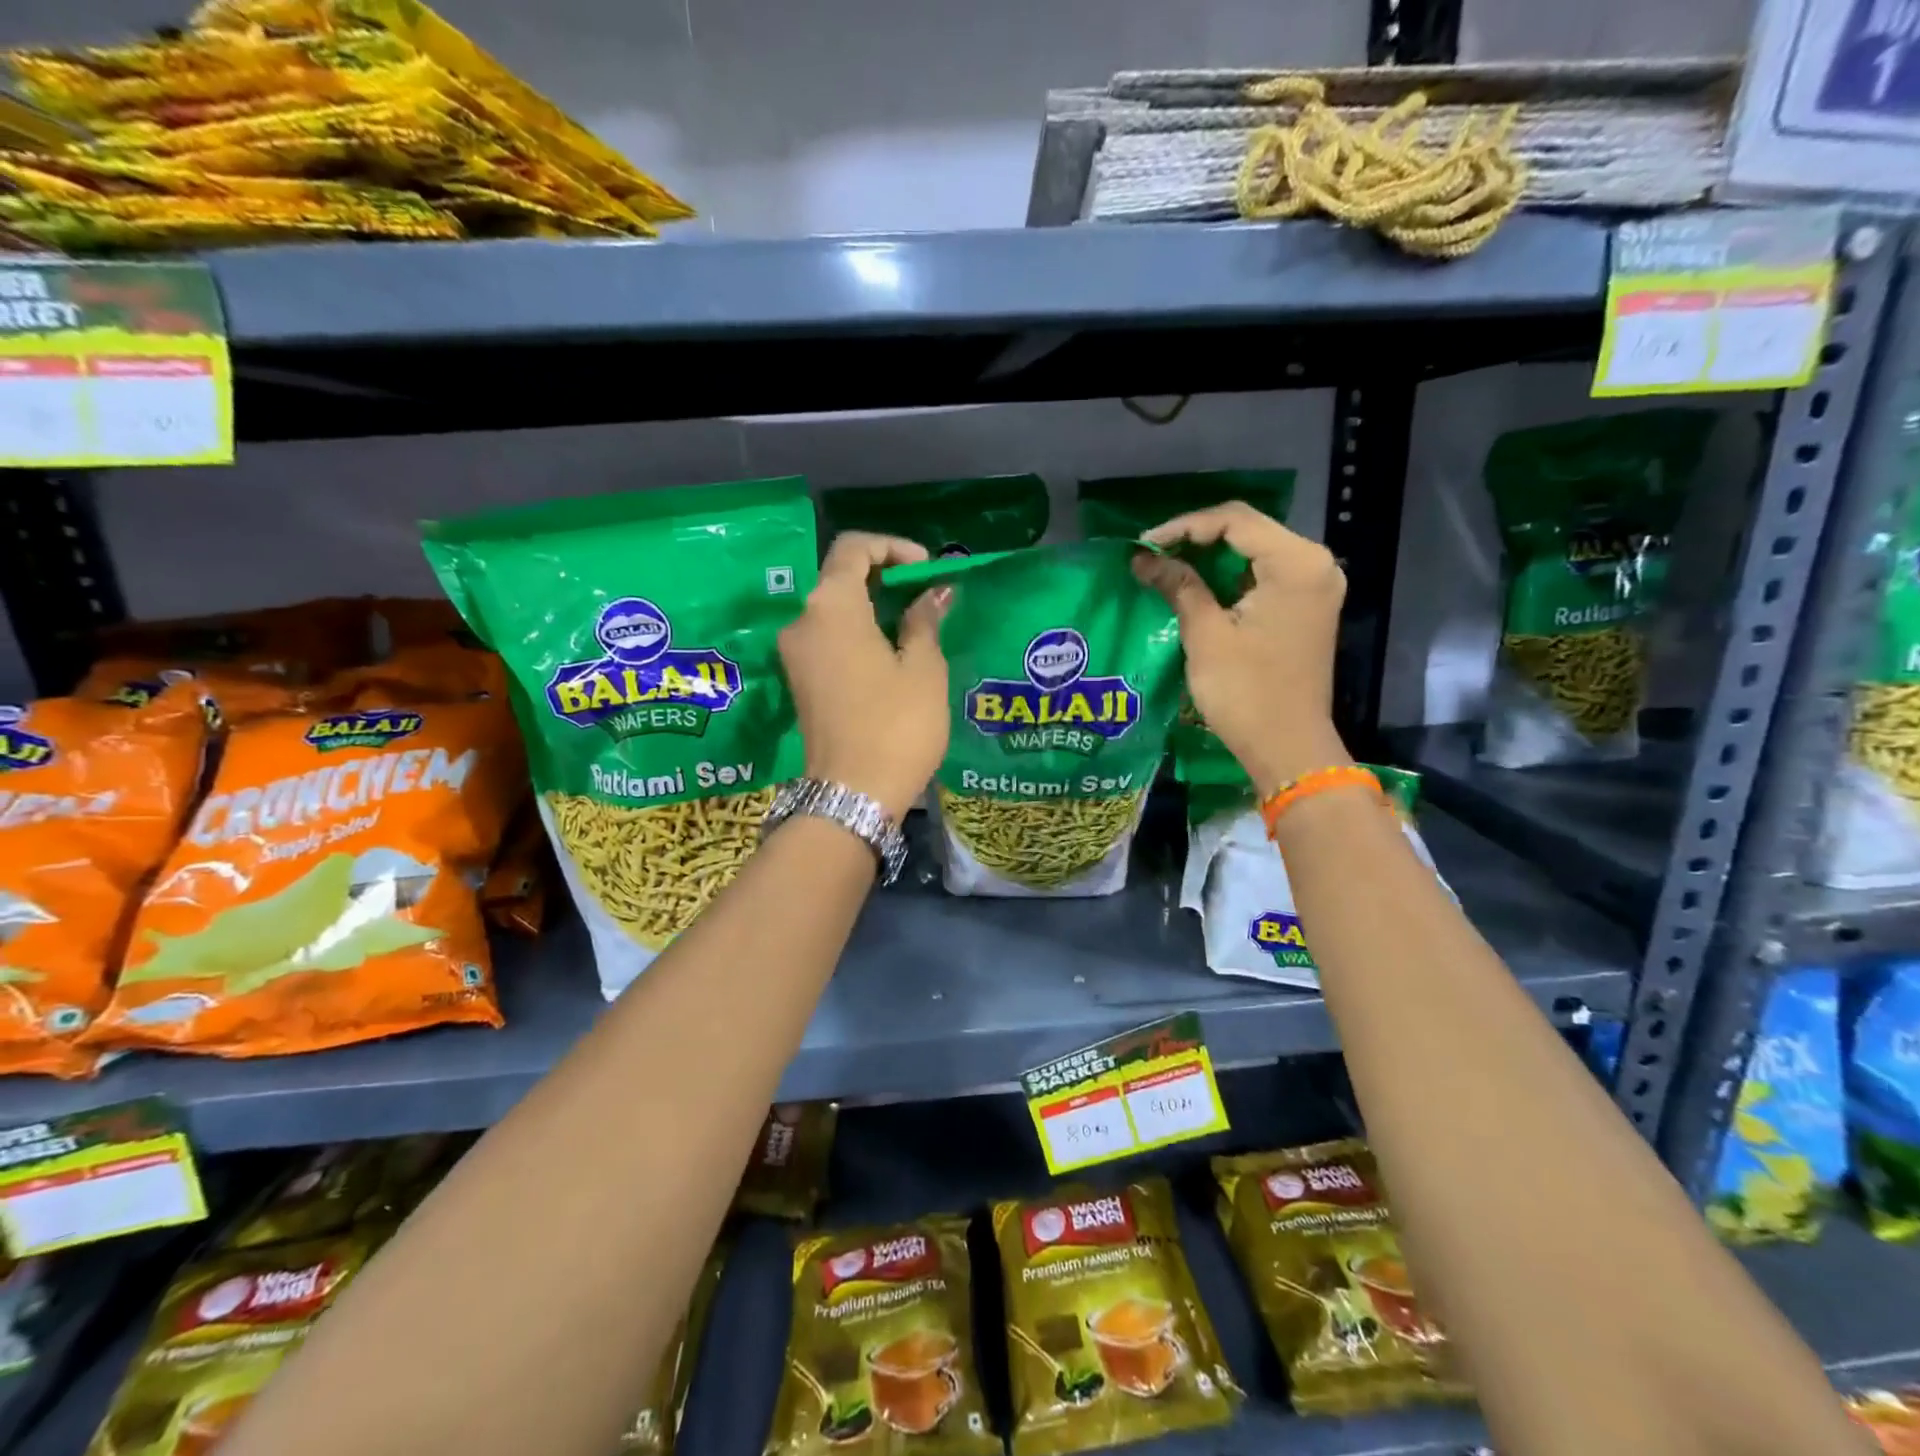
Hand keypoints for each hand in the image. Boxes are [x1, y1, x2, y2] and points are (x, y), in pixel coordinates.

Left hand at [779, 531, 951, 819]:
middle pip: (840, 577)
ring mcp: (795, 654)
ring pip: (834, 609)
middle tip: (927, 595)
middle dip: (885, 576)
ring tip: (916, 624)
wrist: (853, 794)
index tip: (926, 569)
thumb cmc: (896, 725)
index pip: (853, 547)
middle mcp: (802, 621)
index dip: (893, 547)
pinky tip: (892, 652)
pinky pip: (828, 638)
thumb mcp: (923, 668)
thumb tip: (933, 593)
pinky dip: (858, 632)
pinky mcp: (799, 682)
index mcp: (830, 606)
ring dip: (873, 606)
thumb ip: (924, 620)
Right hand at [1131, 502, 1350, 796]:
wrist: (1287, 747)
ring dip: (1211, 556)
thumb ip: (1179, 586)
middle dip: (1196, 538)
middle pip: (1248, 530)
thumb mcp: (1206, 634)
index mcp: (1296, 563)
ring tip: (1167, 566)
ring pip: (1255, 551)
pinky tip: (1197, 584)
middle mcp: (1315, 564)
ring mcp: (1315, 586)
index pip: (1234, 521)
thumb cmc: (1246, 692)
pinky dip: (1229, 575)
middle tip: (1152, 553)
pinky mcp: (1307, 607)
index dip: (1183, 527)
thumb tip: (1143, 558)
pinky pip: (1264, 574)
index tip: (1144, 544)